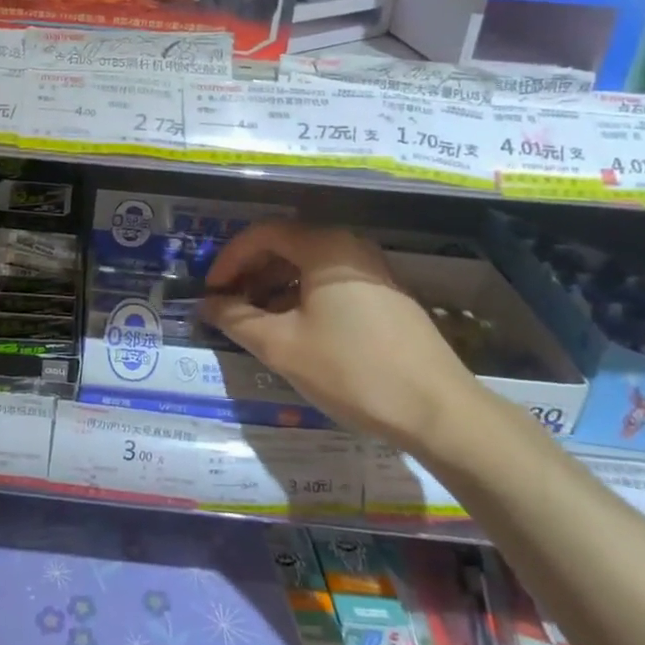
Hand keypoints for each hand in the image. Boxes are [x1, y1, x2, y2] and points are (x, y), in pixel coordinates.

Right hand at [200, 222, 479, 452]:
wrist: (438, 411)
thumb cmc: (352, 370)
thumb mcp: (282, 347)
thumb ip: (237, 319)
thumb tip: (207, 305)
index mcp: (325, 247)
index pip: (263, 234)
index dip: (229, 259)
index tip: (210, 291)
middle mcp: (350, 248)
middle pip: (287, 246)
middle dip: (251, 273)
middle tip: (228, 305)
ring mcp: (373, 272)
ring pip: (309, 267)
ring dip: (275, 288)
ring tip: (254, 322)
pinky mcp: (386, 297)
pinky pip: (332, 284)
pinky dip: (302, 298)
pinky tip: (294, 331)